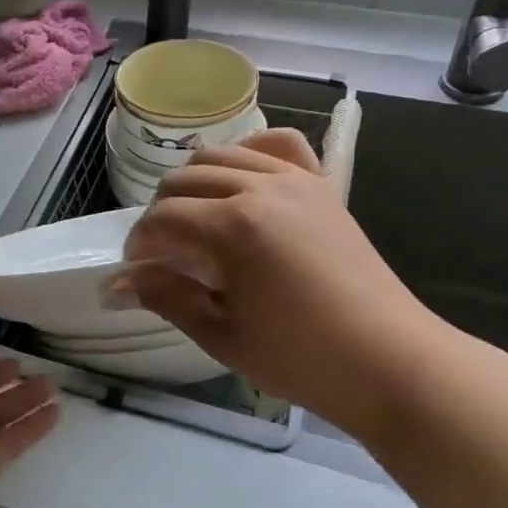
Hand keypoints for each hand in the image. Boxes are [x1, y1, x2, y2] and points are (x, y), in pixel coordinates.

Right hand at [115, 129, 450, 442]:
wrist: (389, 361)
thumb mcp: (220, 334)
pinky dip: (249, 153)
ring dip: (194, 183)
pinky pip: (278, 146)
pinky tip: (241, 182)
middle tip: (162, 255)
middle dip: (160, 213)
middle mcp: (260, 188)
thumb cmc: (300, 357)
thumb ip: (166, 297)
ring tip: (194, 222)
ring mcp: (295, 180)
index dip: (138, 245)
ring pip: (222, 157)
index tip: (135, 273)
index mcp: (232, 226)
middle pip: (184, 179)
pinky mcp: (321, 186)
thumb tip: (117, 282)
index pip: (161, 219)